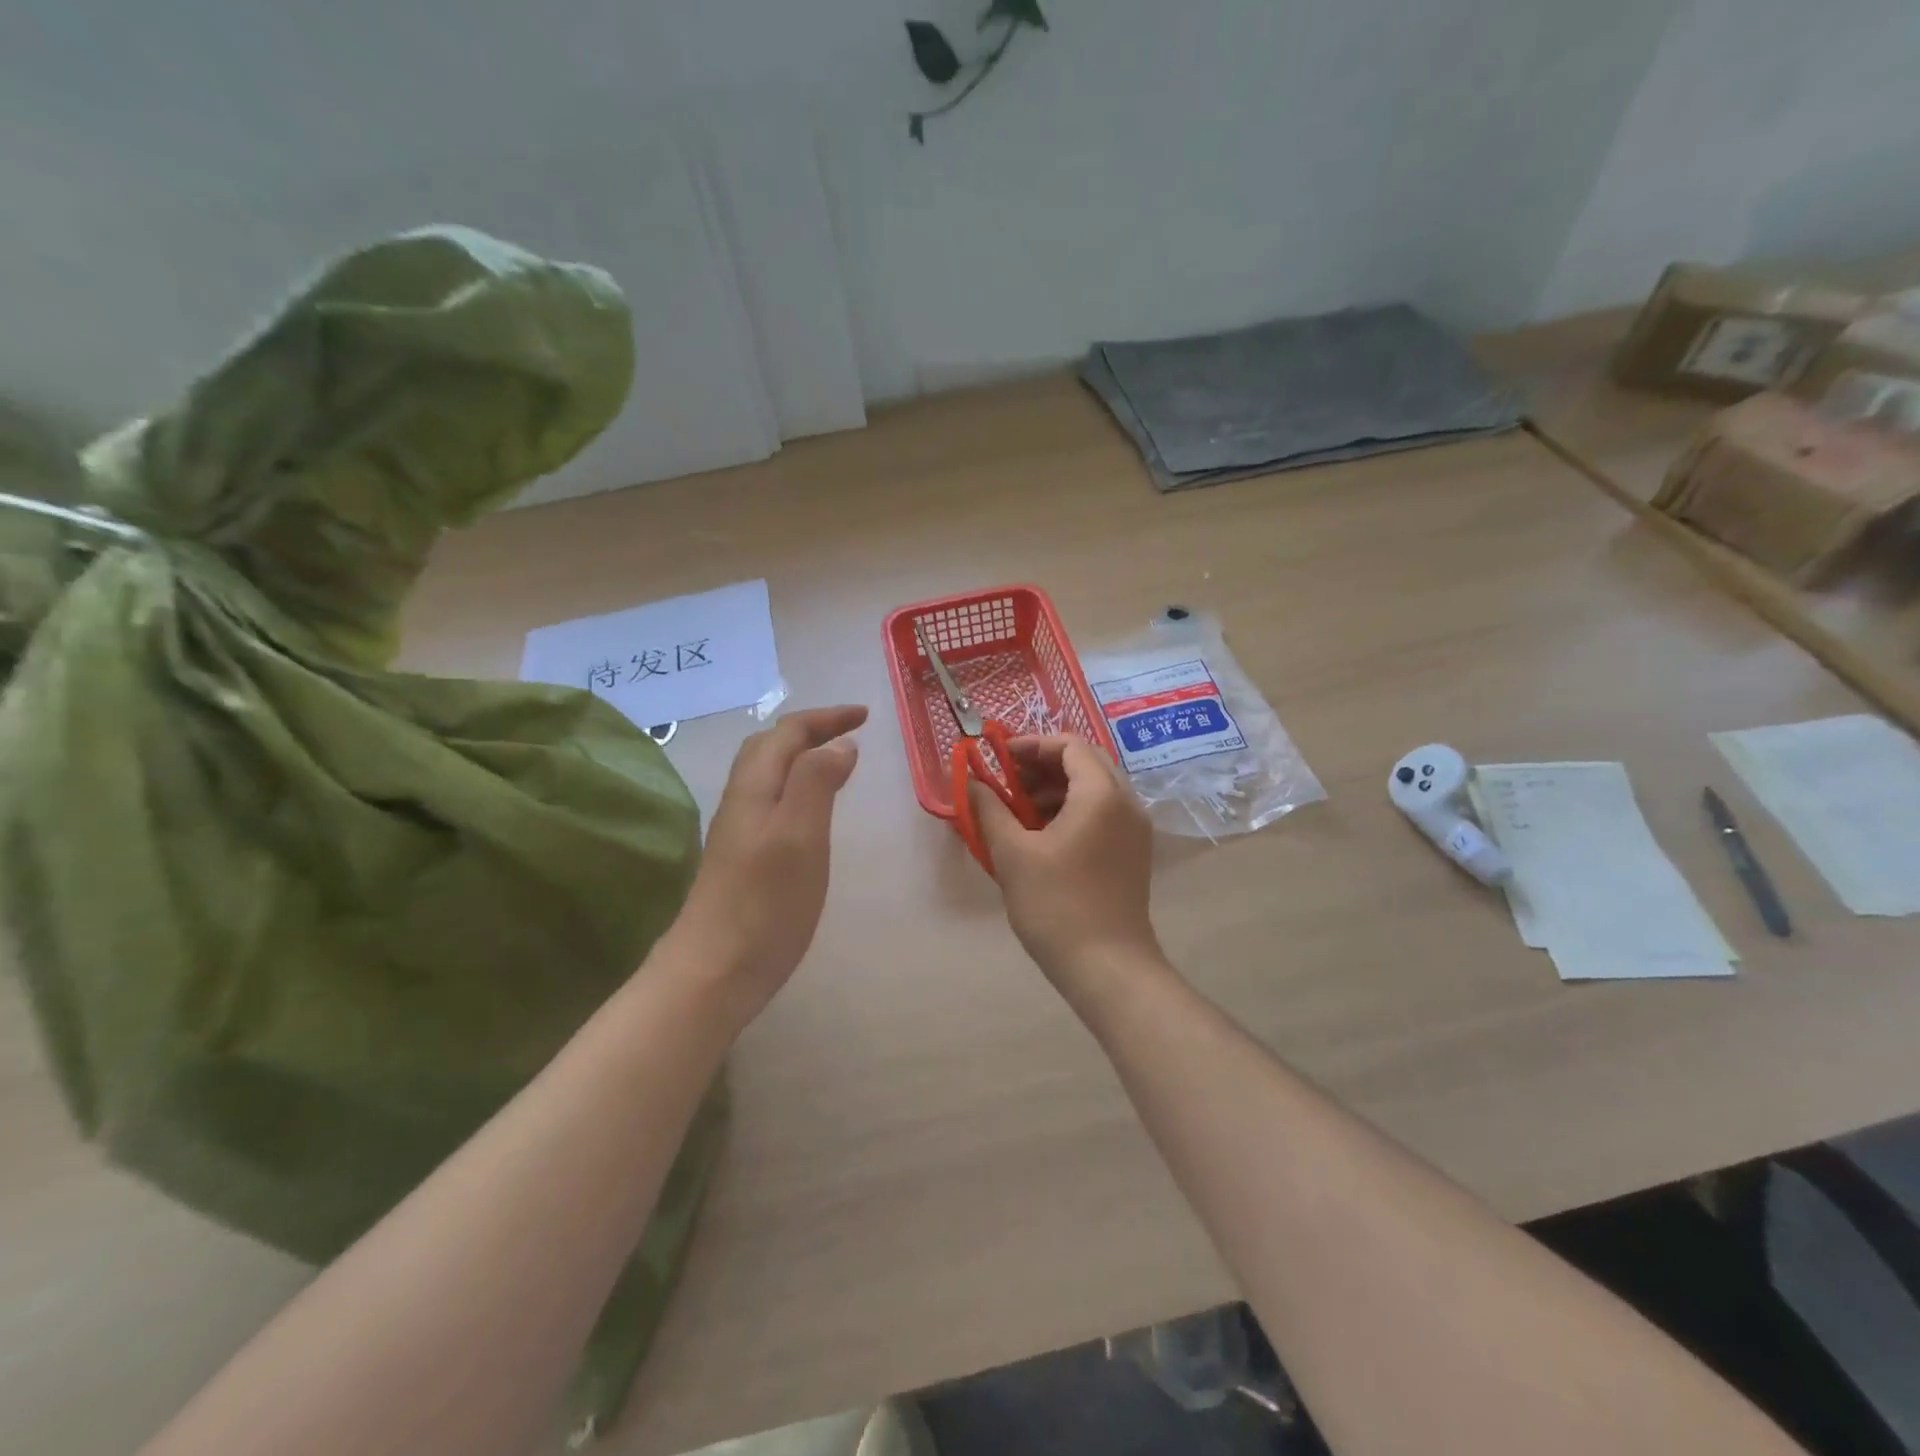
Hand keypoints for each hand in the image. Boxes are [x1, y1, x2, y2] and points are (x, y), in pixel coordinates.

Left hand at [669, 705, 866, 1021]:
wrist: (712, 973)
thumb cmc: (765, 903)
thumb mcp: (800, 835)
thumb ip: (817, 782)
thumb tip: (840, 744)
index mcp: (754, 789)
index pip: (787, 733)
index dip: (825, 718)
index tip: (866, 716)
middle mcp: (741, 802)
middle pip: (769, 747)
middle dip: (810, 729)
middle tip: (850, 731)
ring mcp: (737, 832)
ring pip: (767, 775)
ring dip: (801, 756)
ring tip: (834, 761)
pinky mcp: (741, 859)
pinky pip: (770, 802)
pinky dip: (796, 787)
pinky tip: (809, 812)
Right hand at [968, 735, 1160, 983]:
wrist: (1107, 966)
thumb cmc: (1056, 904)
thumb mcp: (1013, 854)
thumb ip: (989, 809)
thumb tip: (970, 782)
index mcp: (1101, 794)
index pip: (1070, 745)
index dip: (1032, 745)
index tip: (1000, 759)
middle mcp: (1127, 803)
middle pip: (1086, 762)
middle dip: (1044, 765)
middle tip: (1008, 781)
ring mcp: (1135, 829)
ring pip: (1096, 788)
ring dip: (1057, 788)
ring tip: (1019, 810)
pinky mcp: (1133, 852)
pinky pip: (1103, 813)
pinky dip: (1073, 810)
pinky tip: (1043, 835)